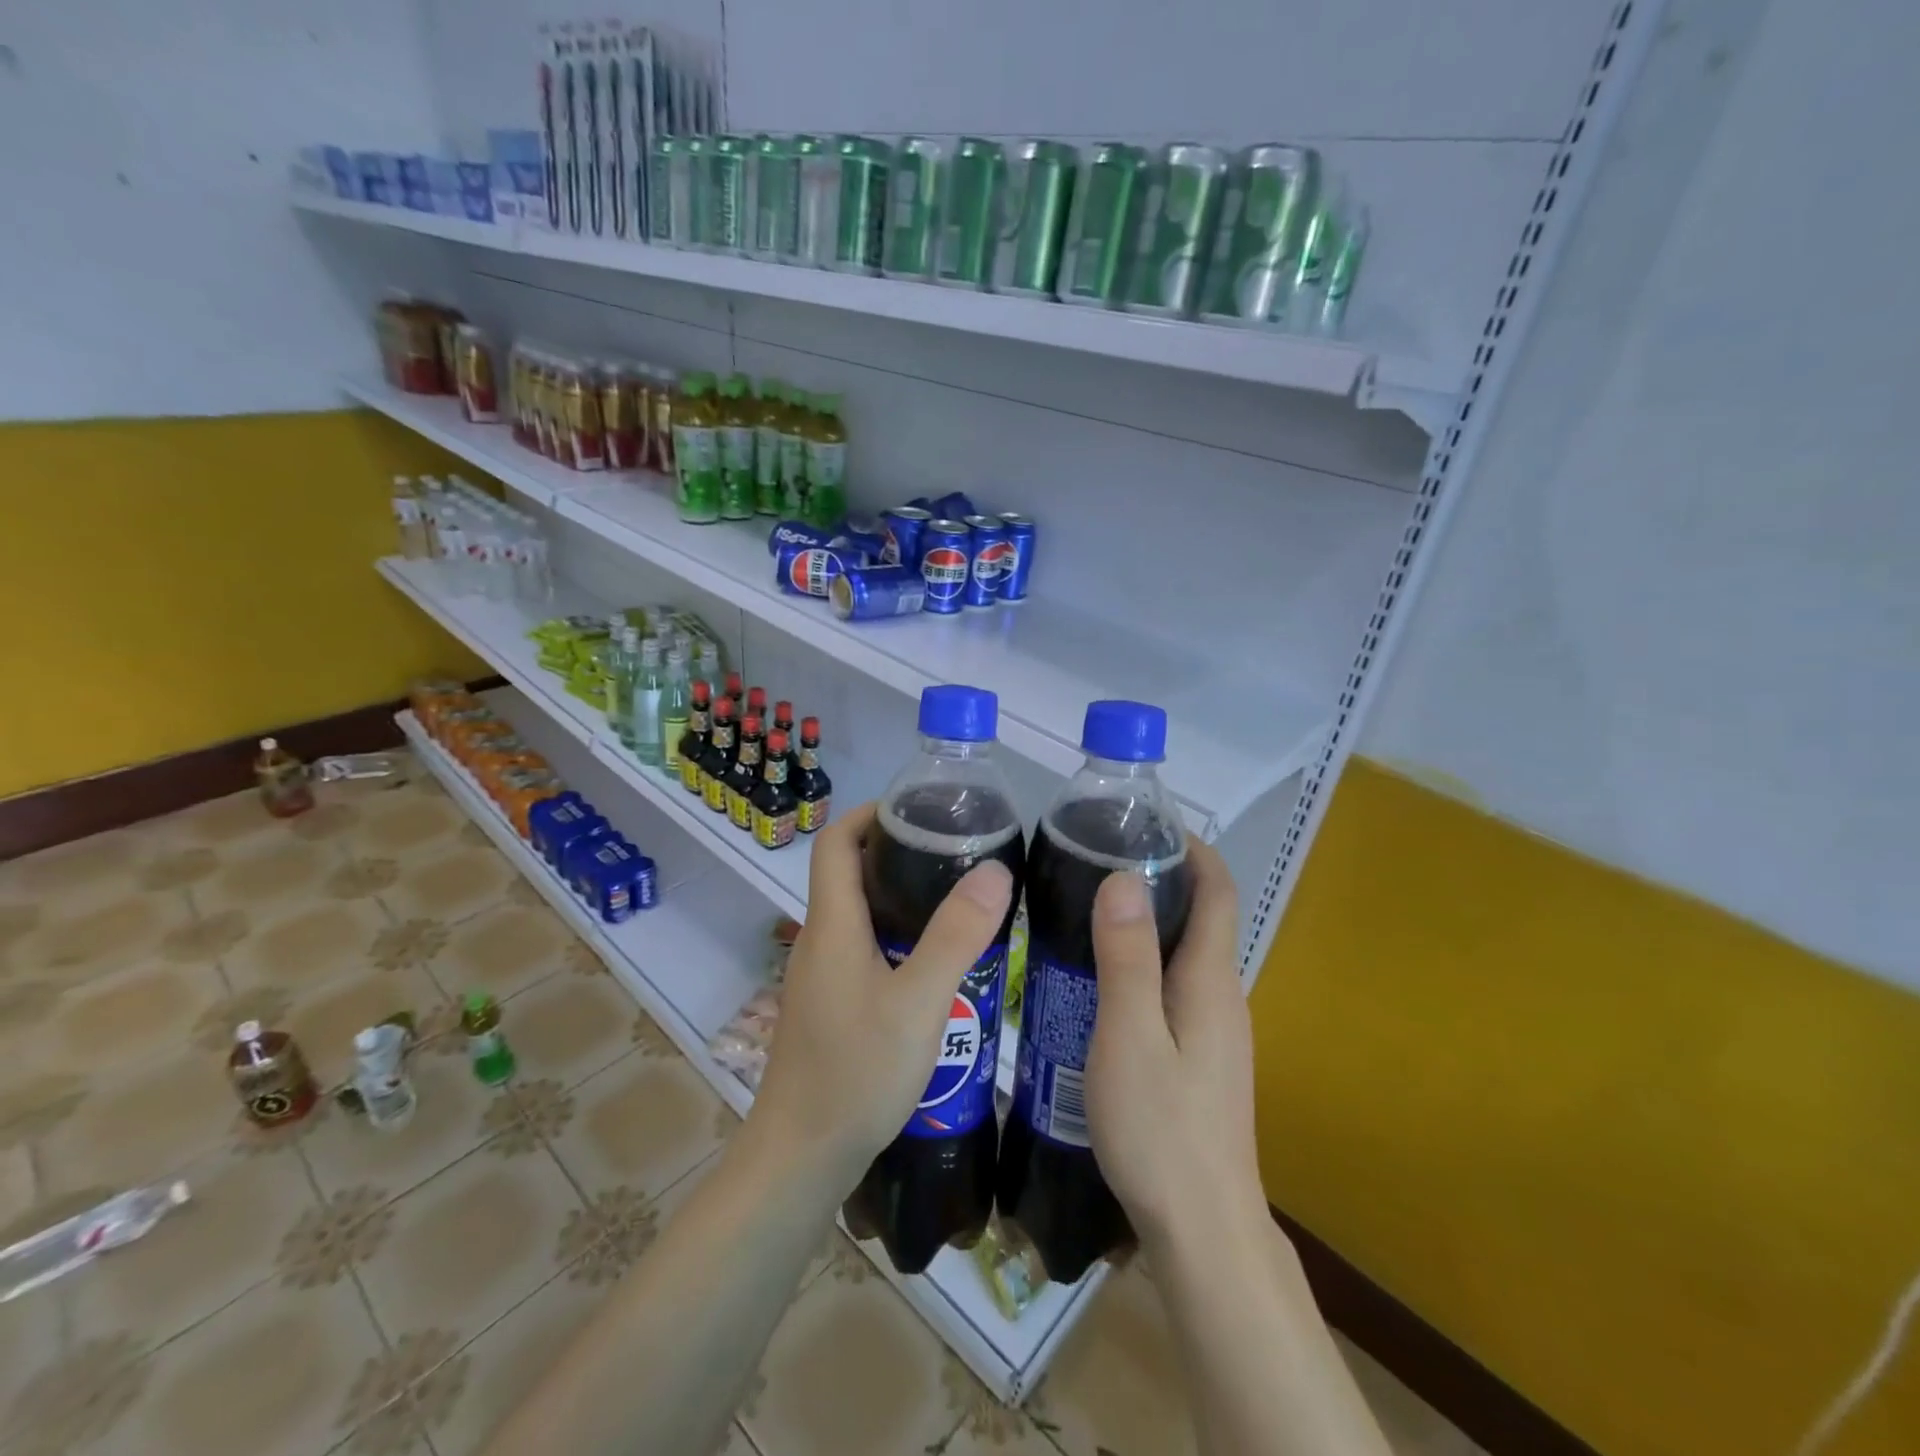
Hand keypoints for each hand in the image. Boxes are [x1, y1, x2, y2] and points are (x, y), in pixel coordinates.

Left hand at [749, 802, 1014, 1191]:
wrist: (802, 1157)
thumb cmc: (856, 1073)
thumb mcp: (919, 1002)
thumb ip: (956, 936)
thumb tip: (994, 869)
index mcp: (832, 925)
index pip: (835, 842)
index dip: (869, 813)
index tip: (916, 808)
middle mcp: (820, 941)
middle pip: (849, 873)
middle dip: (895, 851)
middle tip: (953, 850)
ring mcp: (822, 976)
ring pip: (859, 915)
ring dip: (900, 897)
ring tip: (956, 898)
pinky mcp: (831, 1005)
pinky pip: (864, 950)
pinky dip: (897, 937)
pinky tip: (936, 962)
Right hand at [1084, 839, 1264, 1247]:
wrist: (1203, 1229)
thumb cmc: (1161, 1128)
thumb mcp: (1130, 1036)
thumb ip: (1127, 958)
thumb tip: (1123, 878)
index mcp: (1212, 980)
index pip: (1218, 891)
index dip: (1192, 849)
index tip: (1146, 822)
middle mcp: (1222, 996)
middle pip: (1202, 916)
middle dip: (1160, 877)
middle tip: (1095, 860)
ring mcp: (1215, 1030)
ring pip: (1184, 954)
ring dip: (1147, 921)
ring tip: (1087, 908)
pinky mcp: (1200, 1056)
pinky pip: (1173, 986)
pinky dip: (1143, 961)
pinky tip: (1098, 978)